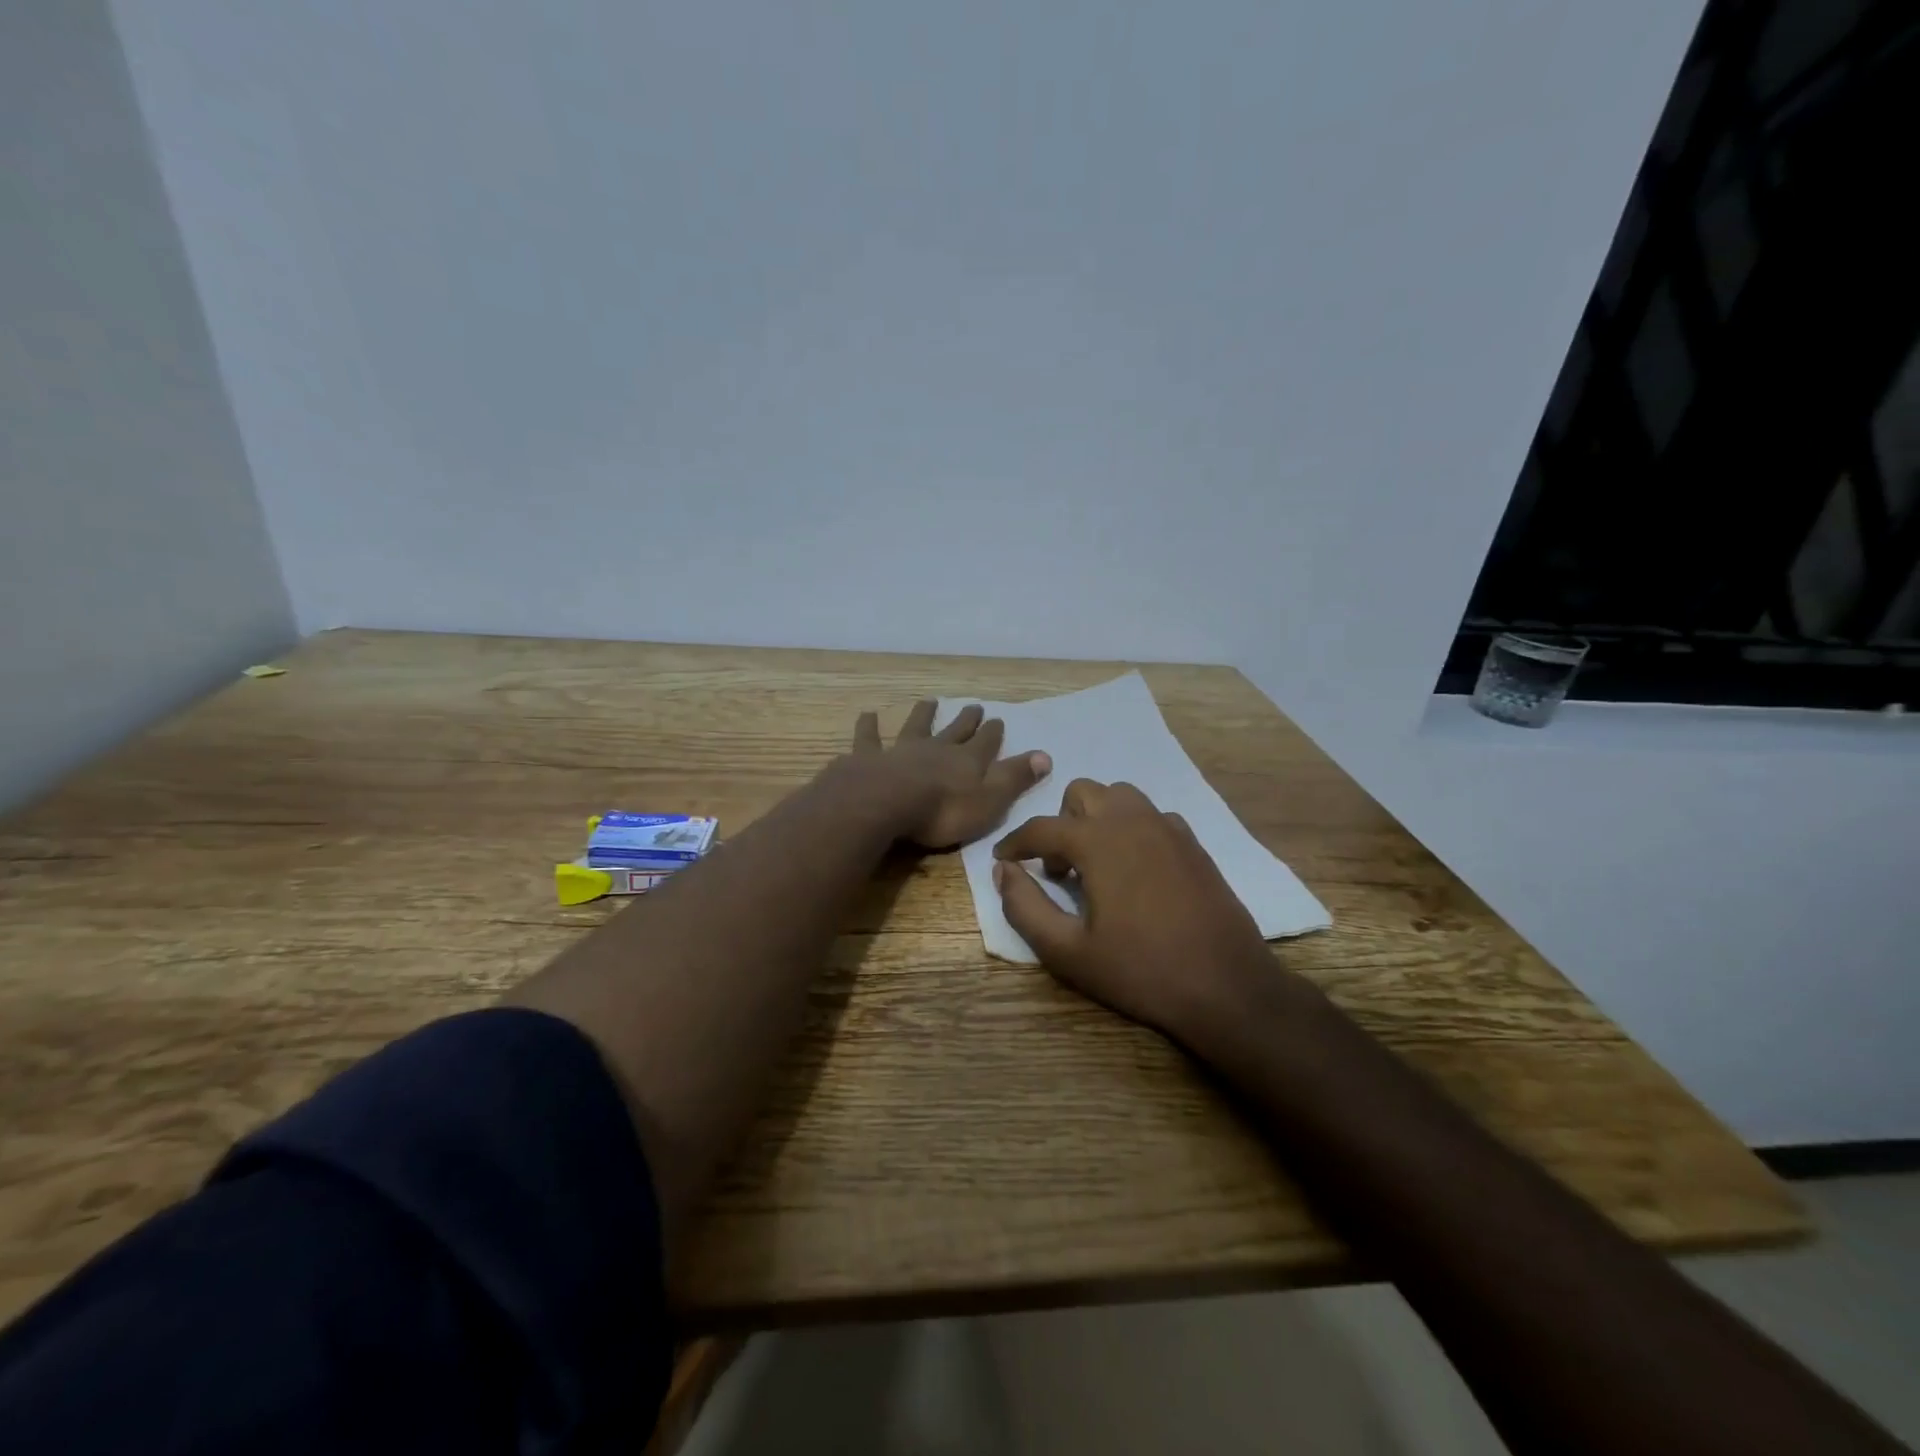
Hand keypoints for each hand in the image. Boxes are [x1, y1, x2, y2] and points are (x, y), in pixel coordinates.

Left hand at [851, 700, 1050, 850]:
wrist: (886, 803)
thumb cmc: (943, 810)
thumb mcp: (990, 800)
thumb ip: (1015, 778)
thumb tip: (1045, 755)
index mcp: (967, 762)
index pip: (985, 743)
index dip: (993, 733)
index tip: (998, 719)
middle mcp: (937, 749)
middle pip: (955, 731)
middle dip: (966, 720)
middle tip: (974, 706)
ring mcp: (902, 751)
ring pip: (916, 727)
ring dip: (923, 715)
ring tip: (928, 701)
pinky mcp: (870, 759)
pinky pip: (870, 739)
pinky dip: (869, 726)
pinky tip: (867, 714)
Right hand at [992, 779, 1294, 1042]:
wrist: (1227, 987)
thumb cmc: (1141, 970)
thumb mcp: (1068, 951)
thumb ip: (1025, 907)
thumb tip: (1003, 872)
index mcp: (1098, 842)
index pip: (1042, 827)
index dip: (1015, 843)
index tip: (1003, 859)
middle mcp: (1132, 821)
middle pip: (1082, 793)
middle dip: (1060, 824)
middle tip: (1058, 871)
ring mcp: (1169, 828)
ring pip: (1120, 797)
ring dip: (1097, 819)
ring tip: (1095, 865)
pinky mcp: (1193, 844)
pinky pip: (1151, 816)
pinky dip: (1131, 829)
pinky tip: (1135, 870)